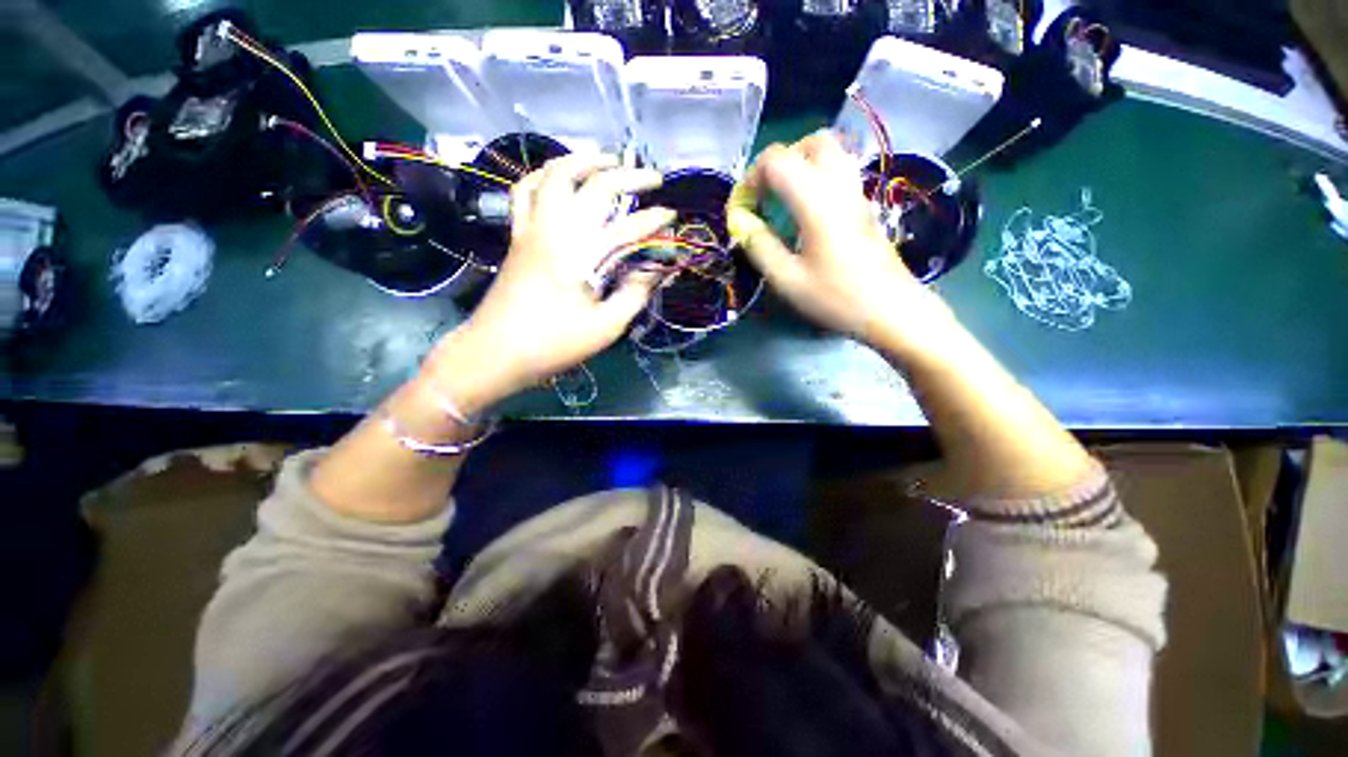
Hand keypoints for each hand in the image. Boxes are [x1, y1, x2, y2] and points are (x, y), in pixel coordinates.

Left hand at [424, 154, 674, 414]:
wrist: (495, 351)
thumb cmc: (554, 343)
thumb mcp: (605, 327)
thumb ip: (634, 294)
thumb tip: (658, 271)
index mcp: (582, 255)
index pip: (628, 228)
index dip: (656, 221)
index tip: (674, 219)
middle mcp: (556, 230)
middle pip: (594, 186)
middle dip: (628, 177)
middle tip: (653, 178)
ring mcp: (532, 228)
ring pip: (554, 175)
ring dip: (584, 160)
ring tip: (608, 160)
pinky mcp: (517, 235)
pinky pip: (526, 190)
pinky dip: (545, 175)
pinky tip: (560, 178)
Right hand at [733, 131, 955, 353]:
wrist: (891, 310)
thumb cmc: (836, 298)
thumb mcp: (787, 280)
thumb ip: (760, 247)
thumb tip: (742, 223)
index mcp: (816, 201)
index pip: (777, 160)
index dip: (751, 179)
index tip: (743, 210)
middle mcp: (839, 185)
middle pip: (810, 142)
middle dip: (779, 162)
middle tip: (766, 196)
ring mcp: (857, 192)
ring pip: (830, 152)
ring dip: (800, 165)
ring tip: (784, 201)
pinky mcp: (865, 205)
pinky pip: (839, 171)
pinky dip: (816, 178)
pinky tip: (807, 213)